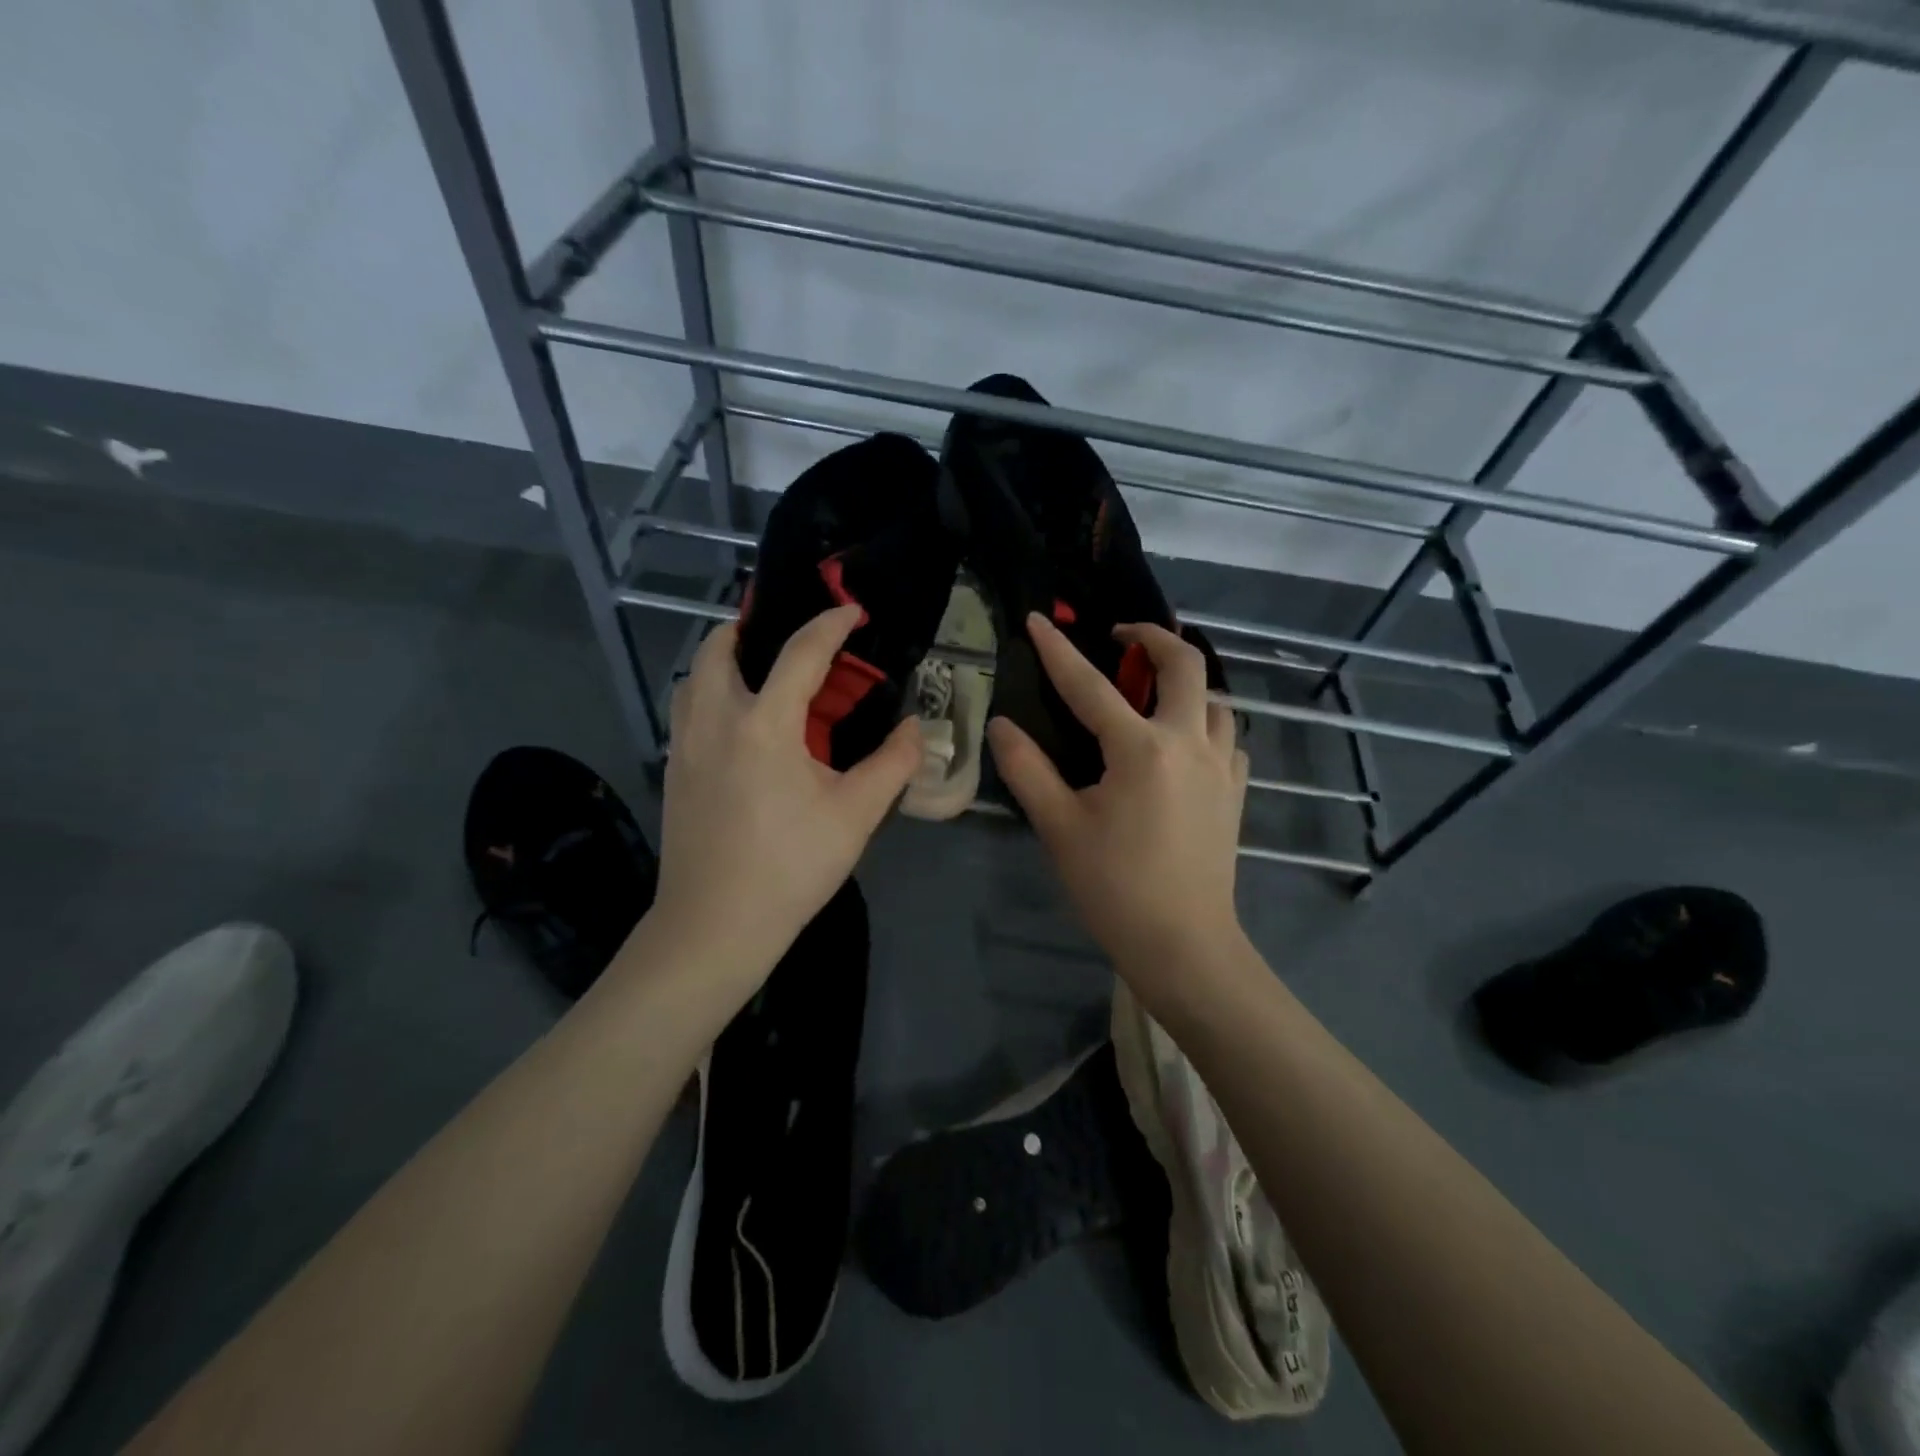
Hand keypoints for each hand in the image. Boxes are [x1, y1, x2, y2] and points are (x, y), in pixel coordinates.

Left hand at [650, 605, 921, 982]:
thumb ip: (893, 764)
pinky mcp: (671, 772)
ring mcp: (684, 745)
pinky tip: (739, 725)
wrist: (713, 926)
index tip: (852, 613)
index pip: (800, 653)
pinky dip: (710, 693)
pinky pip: (686, 710)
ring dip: (723, 659)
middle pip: (719, 648)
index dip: (830, 625)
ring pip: (693, 677)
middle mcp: (715, 720)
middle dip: (751, 628)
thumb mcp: (855, 815)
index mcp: (764, 723)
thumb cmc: (790, 867)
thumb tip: (917, 728)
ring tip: (758, 672)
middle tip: (786, 636)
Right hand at [988, 615, 1249, 1003]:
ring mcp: (1221, 767)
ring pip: (1215, 699)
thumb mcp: (1059, 827)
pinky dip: (1206, 723)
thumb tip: (1000, 724)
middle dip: (1153, 636)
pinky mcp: (1235, 791)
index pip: (1090, 686)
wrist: (1184, 944)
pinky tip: (1184, 742)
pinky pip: (1227, 738)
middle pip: (1184, 665)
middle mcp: (1188, 743)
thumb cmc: (1114, 887)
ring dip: (1185, 681)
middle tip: (1121, 637)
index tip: (1037, 620)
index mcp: (1140, 750)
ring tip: (1153, 690)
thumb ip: (1027, 769)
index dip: (1057, 651)